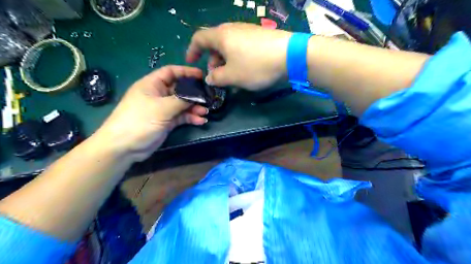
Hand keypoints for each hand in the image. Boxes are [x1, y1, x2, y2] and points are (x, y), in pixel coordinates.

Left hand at [94, 65, 207, 161]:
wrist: (125, 147)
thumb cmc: (140, 120)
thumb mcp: (162, 108)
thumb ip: (182, 100)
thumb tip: (198, 95)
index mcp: (152, 85)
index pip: (171, 72)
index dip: (186, 72)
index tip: (201, 75)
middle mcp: (158, 95)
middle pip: (180, 89)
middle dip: (194, 94)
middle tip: (208, 97)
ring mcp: (163, 109)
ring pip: (182, 104)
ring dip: (194, 108)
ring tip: (205, 112)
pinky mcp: (167, 121)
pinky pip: (182, 116)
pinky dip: (191, 118)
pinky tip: (200, 121)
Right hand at [187, 21, 290, 90]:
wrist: (289, 55)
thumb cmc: (255, 65)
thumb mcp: (232, 76)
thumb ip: (216, 78)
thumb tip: (210, 78)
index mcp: (221, 36)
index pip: (199, 39)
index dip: (192, 50)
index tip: (191, 63)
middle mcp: (232, 29)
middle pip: (215, 43)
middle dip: (212, 61)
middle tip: (216, 76)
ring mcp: (247, 31)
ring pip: (229, 47)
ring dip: (226, 62)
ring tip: (232, 77)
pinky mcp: (259, 37)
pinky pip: (242, 48)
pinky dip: (238, 59)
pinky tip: (246, 71)